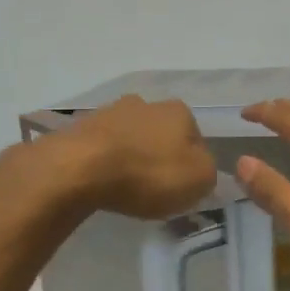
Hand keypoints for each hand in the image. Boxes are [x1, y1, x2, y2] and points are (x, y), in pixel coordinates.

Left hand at [51, 95, 217, 218]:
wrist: (81, 168)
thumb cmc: (149, 173)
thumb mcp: (200, 179)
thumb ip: (208, 171)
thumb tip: (200, 167)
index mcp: (179, 111)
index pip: (196, 138)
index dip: (192, 164)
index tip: (182, 186)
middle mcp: (146, 103)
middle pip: (161, 134)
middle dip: (160, 156)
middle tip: (155, 187)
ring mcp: (110, 112)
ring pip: (131, 138)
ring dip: (132, 157)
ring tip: (127, 187)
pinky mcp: (81, 128)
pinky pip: (104, 148)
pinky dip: (107, 163)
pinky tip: (104, 182)